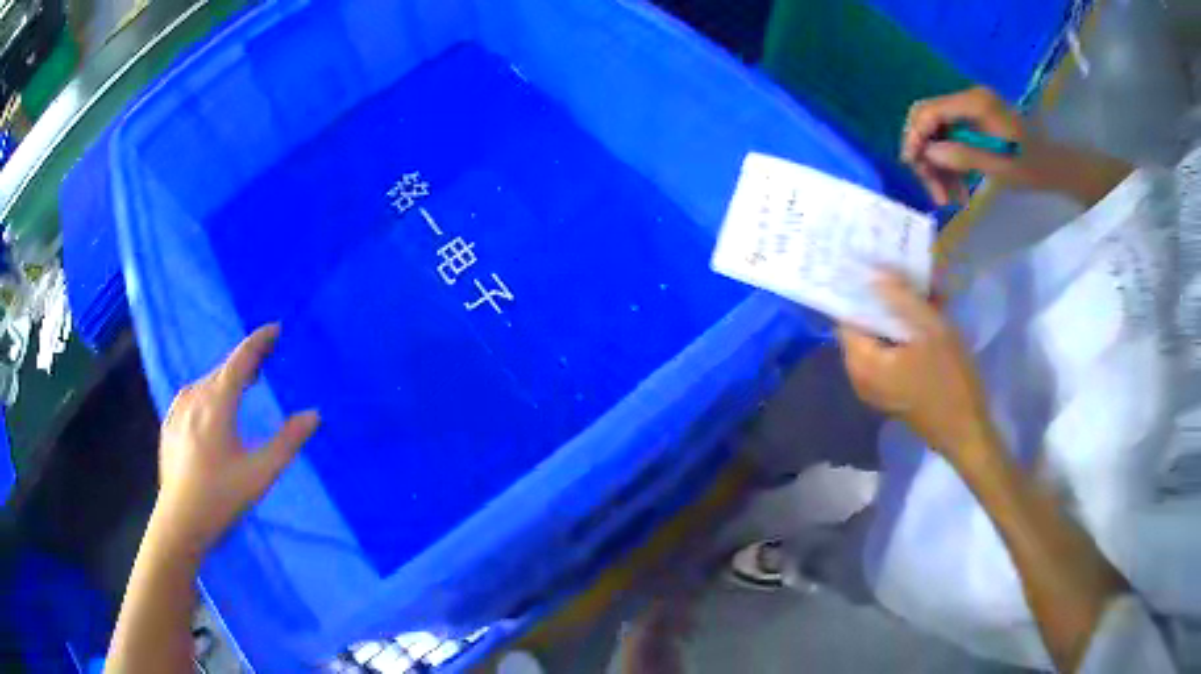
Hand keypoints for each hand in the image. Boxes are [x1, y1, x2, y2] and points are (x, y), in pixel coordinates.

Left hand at [153, 324, 319, 557]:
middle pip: (224, 368)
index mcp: (218, 403)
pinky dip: (208, 391)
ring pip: (207, 382)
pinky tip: (211, 405)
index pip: (241, 359)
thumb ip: (288, 442)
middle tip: (266, 361)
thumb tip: (313, 414)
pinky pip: (193, 395)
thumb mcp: (260, 473)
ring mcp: (179, 409)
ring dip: (227, 377)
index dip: (260, 342)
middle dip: (246, 361)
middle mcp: (195, 397)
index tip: (276, 329)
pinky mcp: (170, 423)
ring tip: (242, 384)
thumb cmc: (221, 497)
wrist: (179, 522)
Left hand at [838, 273, 994, 464]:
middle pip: (863, 326)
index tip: (871, 263)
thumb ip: (901, 298)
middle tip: (898, 270)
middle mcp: (860, 377)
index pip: (847, 316)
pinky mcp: (893, 392)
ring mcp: (877, 387)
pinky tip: (925, 314)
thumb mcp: (931, 331)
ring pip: (880, 338)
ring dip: (897, 314)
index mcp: (861, 363)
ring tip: (917, 287)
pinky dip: (904, 333)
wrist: (968, 432)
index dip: (858, 289)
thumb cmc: (949, 381)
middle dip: (881, 299)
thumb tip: (873, 273)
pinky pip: (891, 353)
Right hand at [903, 87, 1046, 204]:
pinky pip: (950, 142)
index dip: (916, 137)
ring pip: (938, 136)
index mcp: (974, 102)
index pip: (929, 111)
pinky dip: (951, 166)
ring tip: (950, 199)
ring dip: (939, 167)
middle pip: (928, 122)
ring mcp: (970, 112)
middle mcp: (967, 101)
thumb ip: (963, 156)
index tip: (912, 167)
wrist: (1057, 168)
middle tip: (935, 192)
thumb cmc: (1033, 167)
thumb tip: (928, 154)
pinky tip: (958, 190)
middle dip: (926, 156)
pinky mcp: (974, 125)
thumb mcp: (1001, 166)